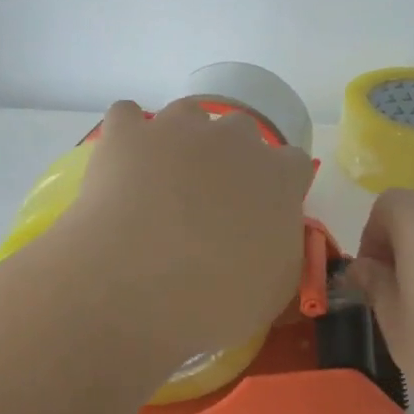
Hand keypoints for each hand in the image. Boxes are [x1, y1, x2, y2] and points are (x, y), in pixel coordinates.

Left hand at [61, 99, 314, 363]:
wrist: (136, 288)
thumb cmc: (217, 299)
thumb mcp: (275, 287)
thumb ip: (281, 246)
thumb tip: (267, 236)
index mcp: (279, 175)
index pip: (293, 164)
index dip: (276, 188)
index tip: (260, 216)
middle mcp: (234, 138)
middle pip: (241, 131)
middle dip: (230, 158)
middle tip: (209, 204)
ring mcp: (178, 128)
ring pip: (187, 114)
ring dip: (181, 140)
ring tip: (162, 182)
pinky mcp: (126, 134)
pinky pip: (127, 117)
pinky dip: (126, 139)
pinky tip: (120, 168)